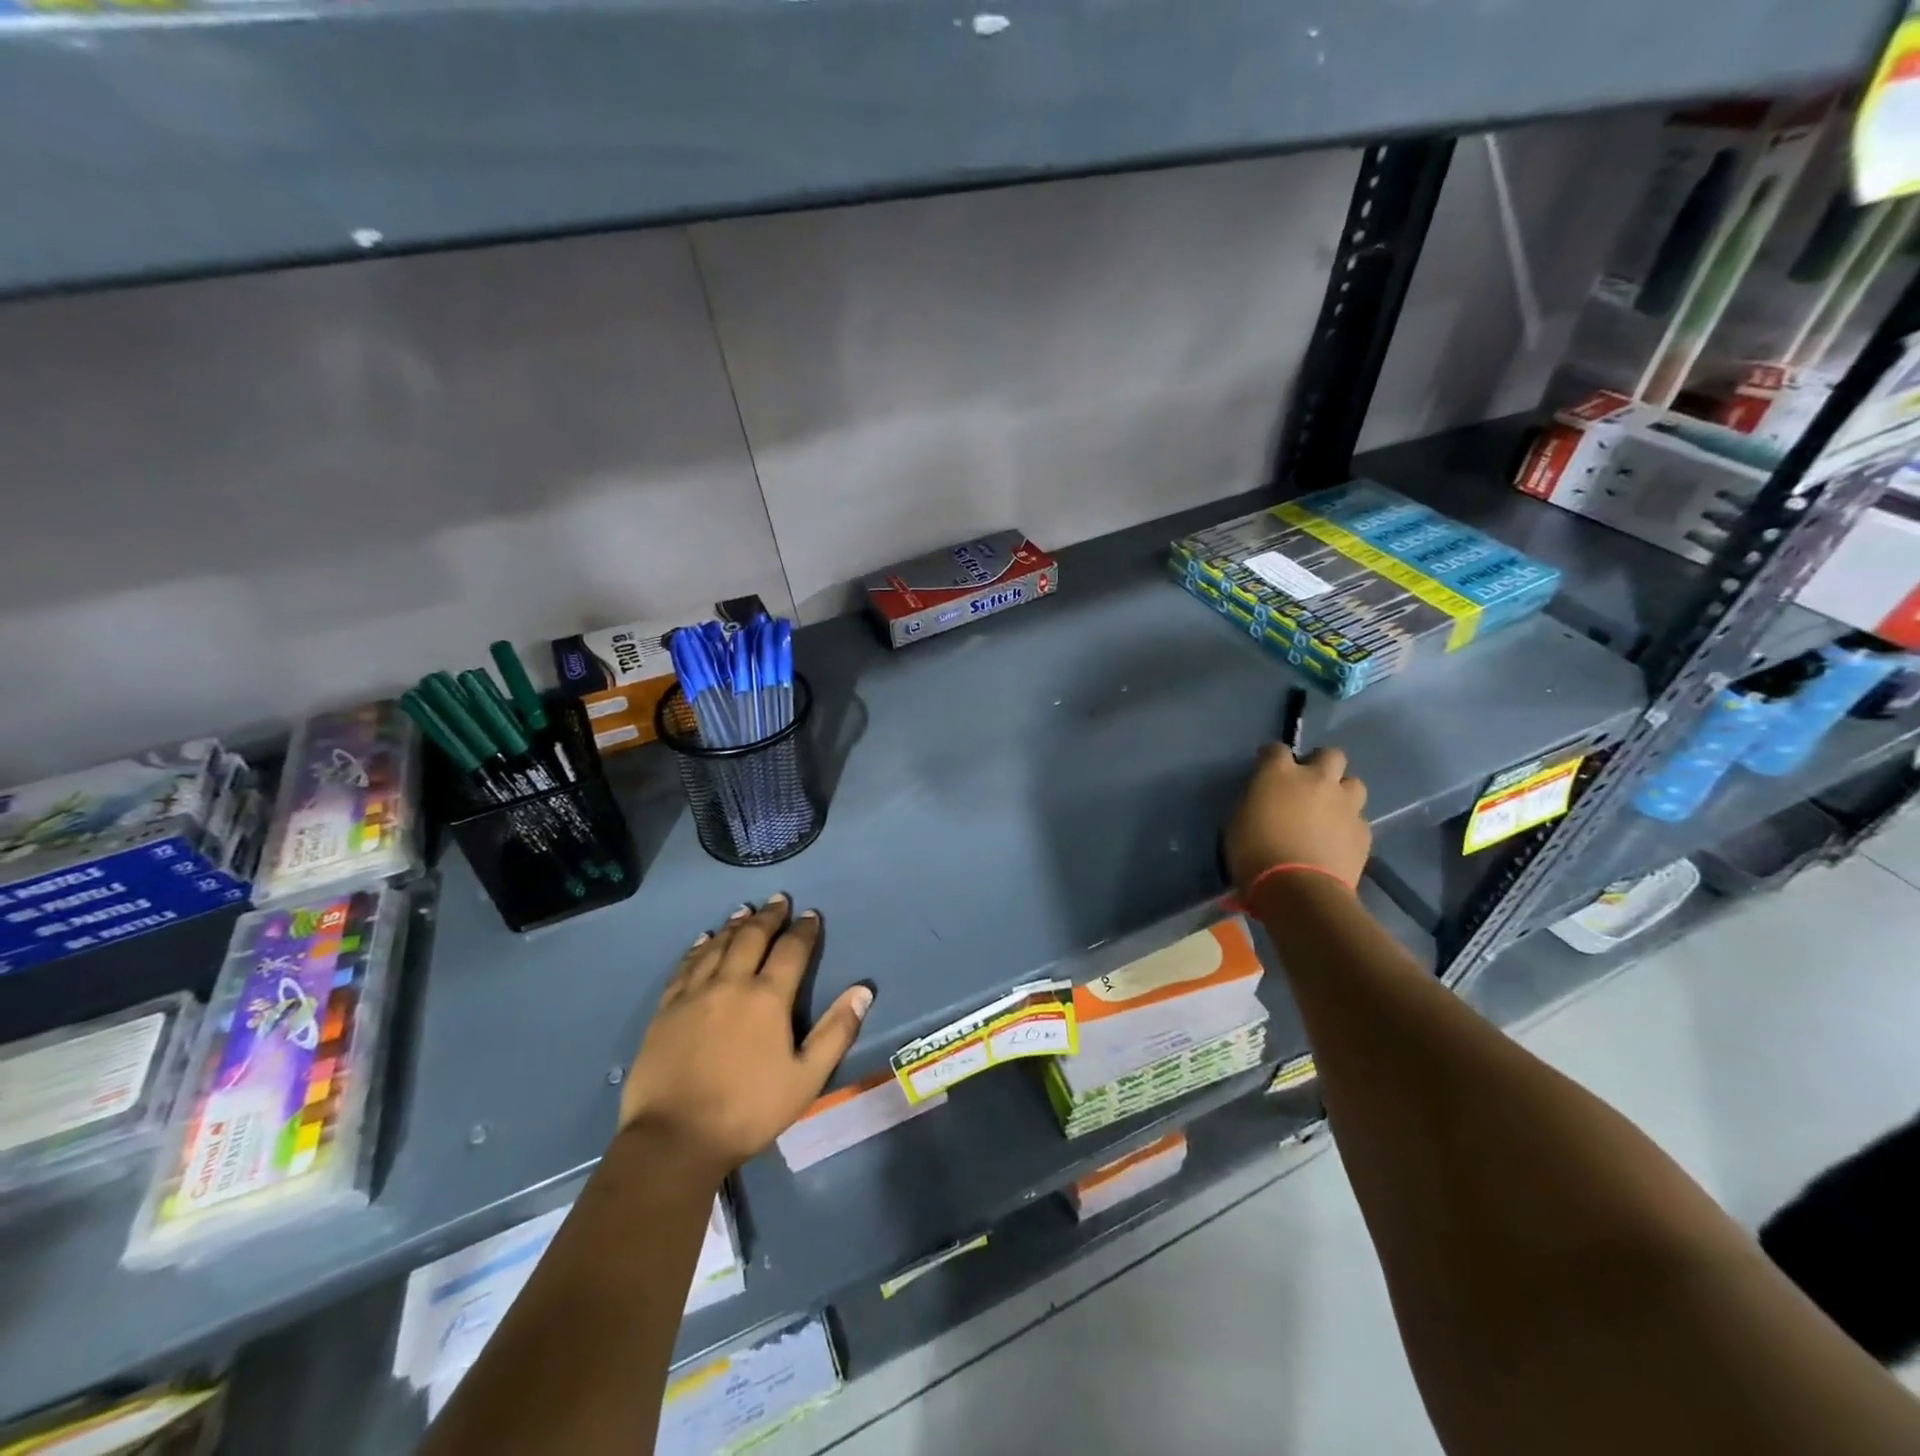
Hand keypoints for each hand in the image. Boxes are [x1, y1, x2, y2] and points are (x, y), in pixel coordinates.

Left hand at [618, 896, 872, 1180]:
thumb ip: (836, 1031)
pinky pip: (685, 966)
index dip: (803, 930)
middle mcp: (731, 983)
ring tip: (745, 910)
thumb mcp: (806, 1078)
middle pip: (752, 937)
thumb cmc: (748, 1110)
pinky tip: (703, 940)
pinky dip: (698, 947)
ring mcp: (694, 994)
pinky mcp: (666, 1009)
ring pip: (717, 946)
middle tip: (778, 900)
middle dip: (768, 916)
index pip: (791, 950)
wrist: (673, 1139)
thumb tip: (863, 990)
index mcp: (767, 998)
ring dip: (735, 925)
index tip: (810, 915)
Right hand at [1225, 744, 1370, 898]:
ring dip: (1341, 792)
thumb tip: (1265, 798)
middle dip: (1321, 764)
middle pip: (1330, 754)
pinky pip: (1358, 818)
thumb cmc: (1254, 853)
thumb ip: (1256, 800)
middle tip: (1308, 783)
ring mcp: (1345, 804)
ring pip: (1353, 784)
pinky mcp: (1363, 830)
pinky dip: (1348, 824)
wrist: (1298, 889)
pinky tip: (1337, 840)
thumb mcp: (1238, 820)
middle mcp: (1317, 780)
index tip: (1266, 768)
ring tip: (1329, 810)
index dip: (1270, 757)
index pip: (1276, 749)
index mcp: (1278, 774)